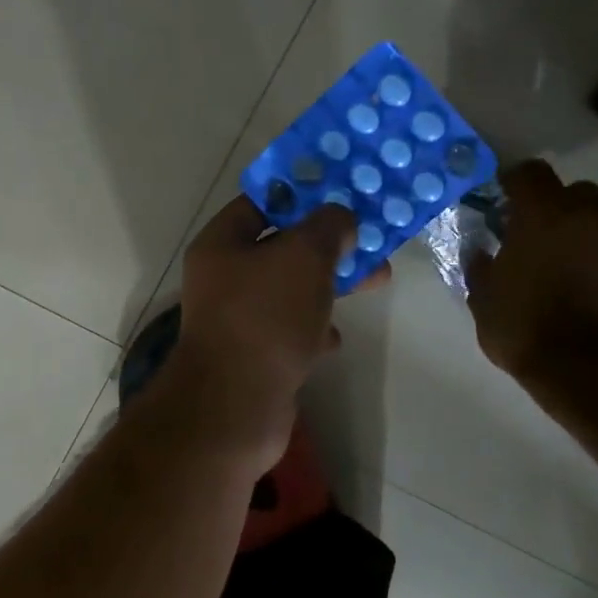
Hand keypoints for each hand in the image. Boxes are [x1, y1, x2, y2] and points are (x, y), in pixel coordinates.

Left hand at [165, 197, 383, 471]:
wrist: (236, 405)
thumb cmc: (266, 317)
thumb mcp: (303, 256)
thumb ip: (327, 227)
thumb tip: (339, 218)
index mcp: (221, 244)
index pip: (261, 202)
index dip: (302, 193)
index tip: (343, 193)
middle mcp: (223, 278)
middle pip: (282, 248)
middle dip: (329, 245)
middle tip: (373, 241)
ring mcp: (236, 320)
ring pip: (290, 291)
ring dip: (328, 286)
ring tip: (375, 282)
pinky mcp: (254, 356)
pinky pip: (288, 332)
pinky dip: (313, 331)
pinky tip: (333, 340)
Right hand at [466, 161, 597, 381]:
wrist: (592, 368)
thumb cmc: (525, 328)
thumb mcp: (483, 300)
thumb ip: (482, 266)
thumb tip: (481, 251)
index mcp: (542, 212)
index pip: (529, 173)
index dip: (517, 184)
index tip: (508, 202)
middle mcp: (594, 211)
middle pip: (578, 194)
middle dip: (562, 212)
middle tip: (548, 244)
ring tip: (587, 271)